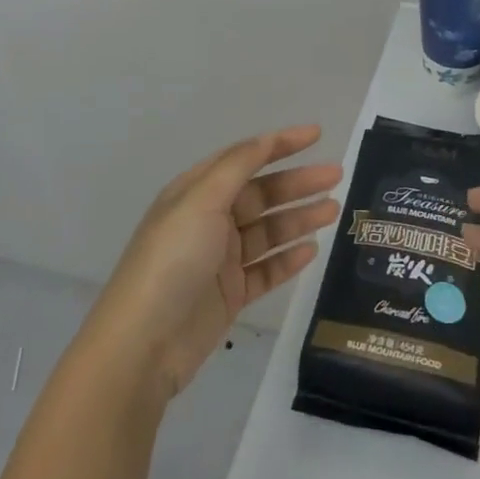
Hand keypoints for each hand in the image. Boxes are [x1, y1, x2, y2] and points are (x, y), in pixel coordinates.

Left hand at [80, 126, 340, 401]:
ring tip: (333, 211)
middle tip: (336, 176)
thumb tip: (265, 140)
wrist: (143, 344)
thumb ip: (237, 167)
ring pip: (268, 231)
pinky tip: (311, 250)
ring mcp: (220, 259)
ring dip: (299, 218)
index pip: (244, 158)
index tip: (317, 134)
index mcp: (196, 192)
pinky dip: (288, 258)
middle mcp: (208, 220)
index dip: (280, 144)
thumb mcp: (201, 201)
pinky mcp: (229, 295)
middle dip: (298, 183)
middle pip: (261, 194)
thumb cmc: (172, 260)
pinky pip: (266, 270)